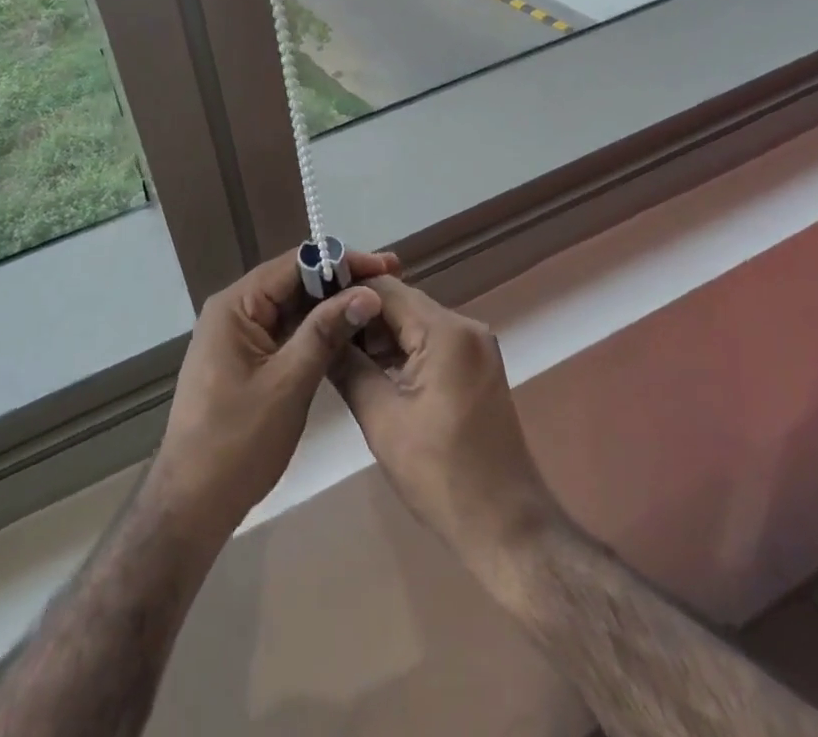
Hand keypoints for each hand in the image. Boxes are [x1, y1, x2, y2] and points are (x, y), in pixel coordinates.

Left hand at [146, 247, 399, 542]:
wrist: (191, 505)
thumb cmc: (237, 442)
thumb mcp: (289, 383)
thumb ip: (326, 332)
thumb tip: (367, 293)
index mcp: (235, 305)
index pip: (295, 264)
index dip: (342, 262)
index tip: (386, 265)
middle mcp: (233, 310)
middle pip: (293, 282)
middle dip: (340, 281)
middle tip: (389, 282)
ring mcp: (237, 336)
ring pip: (291, 307)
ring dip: (330, 305)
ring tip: (376, 303)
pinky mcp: (244, 360)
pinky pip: (284, 331)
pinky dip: (315, 330)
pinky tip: (346, 333)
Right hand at [331, 278, 558, 579]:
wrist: (507, 529)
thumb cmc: (441, 475)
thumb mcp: (382, 419)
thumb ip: (348, 367)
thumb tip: (318, 334)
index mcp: (446, 330)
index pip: (384, 288)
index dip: (345, 291)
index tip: (309, 304)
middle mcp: (466, 326)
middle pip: (400, 303)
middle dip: (359, 315)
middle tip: (318, 331)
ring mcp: (475, 347)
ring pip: (414, 323)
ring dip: (378, 336)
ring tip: (336, 352)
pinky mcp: (476, 367)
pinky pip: (430, 343)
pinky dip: (401, 351)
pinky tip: (371, 370)